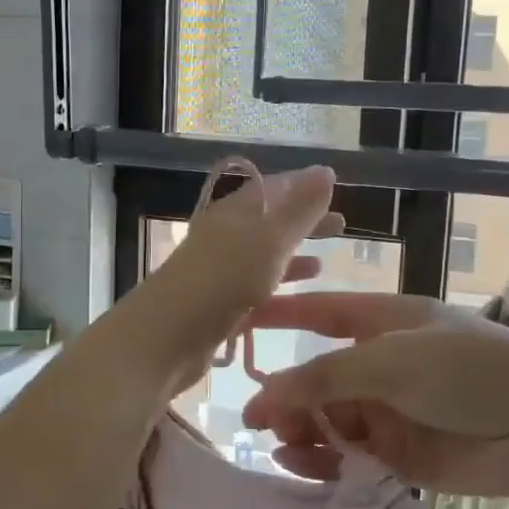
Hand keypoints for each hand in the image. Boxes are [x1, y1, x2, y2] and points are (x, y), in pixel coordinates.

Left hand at [127, 165, 342, 392]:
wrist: (166, 337)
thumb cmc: (223, 280)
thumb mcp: (269, 240)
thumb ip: (299, 209)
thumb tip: (325, 171)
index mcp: (235, 211)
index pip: (274, 187)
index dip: (304, 186)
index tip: (335, 188)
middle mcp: (225, 234)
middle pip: (269, 220)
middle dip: (303, 220)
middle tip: (341, 224)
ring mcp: (220, 269)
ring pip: (263, 254)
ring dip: (293, 253)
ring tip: (326, 260)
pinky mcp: (218, 302)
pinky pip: (256, 286)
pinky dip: (279, 285)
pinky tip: (298, 295)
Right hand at [239, 293, 508, 498]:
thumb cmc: (464, 372)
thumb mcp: (388, 361)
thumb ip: (322, 377)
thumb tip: (262, 395)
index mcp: (383, 322)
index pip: (320, 312)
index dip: (280, 315)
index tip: (237, 322)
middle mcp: (381, 363)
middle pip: (318, 376)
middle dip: (288, 395)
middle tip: (261, 421)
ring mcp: (389, 409)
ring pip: (328, 418)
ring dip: (301, 430)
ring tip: (282, 444)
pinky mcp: (397, 453)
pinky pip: (346, 454)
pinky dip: (321, 459)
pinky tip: (298, 464)